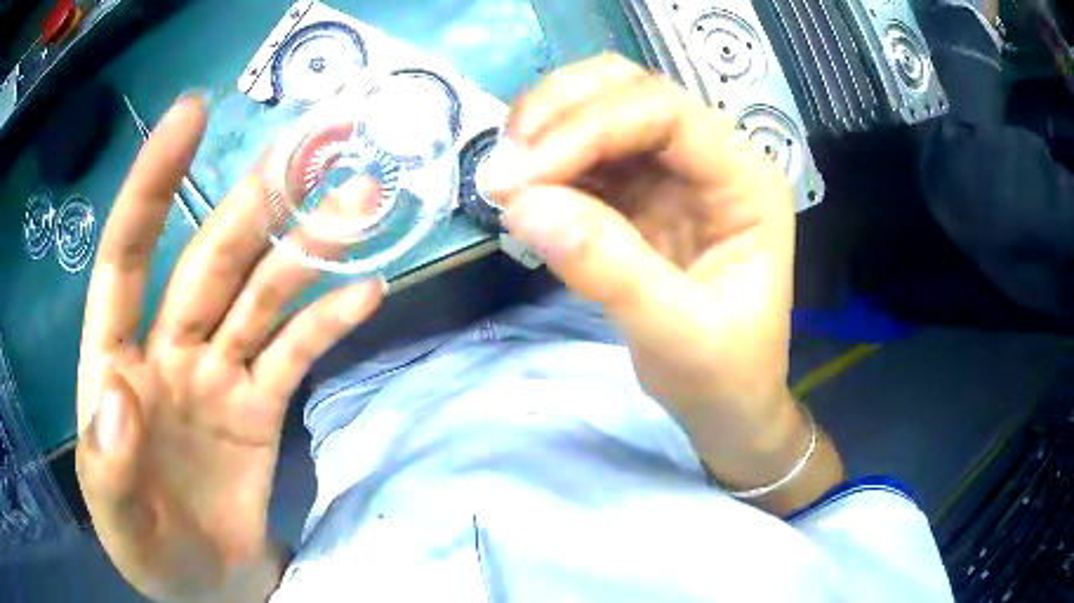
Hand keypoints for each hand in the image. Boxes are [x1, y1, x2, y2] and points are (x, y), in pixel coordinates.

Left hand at [76, 97, 382, 599]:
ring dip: (309, 247)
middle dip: (258, 198)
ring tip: (359, 198)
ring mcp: (218, 375)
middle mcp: (168, 349)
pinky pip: (296, 353)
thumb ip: (107, 463)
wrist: (201, 583)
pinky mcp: (260, 407)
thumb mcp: (114, 520)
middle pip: (212, 258)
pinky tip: (368, 289)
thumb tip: (119, 394)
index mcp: (114, 364)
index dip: (153, 184)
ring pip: (263, 293)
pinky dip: (329, 321)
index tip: (192, 113)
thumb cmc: (146, 550)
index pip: (125, 258)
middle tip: (314, 140)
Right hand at [488, 55, 840, 508]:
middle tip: (505, 165)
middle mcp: (712, 157)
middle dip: (559, 112)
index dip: (587, 127)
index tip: (521, 176)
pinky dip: (546, 161)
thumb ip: (608, 268)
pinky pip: (584, 152)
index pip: (665, 112)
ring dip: (544, 129)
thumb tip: (521, 204)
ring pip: (600, 107)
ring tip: (505, 177)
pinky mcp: (640, 192)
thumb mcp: (677, 334)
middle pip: (628, 88)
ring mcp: (673, 170)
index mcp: (746, 181)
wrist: (726, 404)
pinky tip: (522, 190)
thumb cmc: (722, 375)